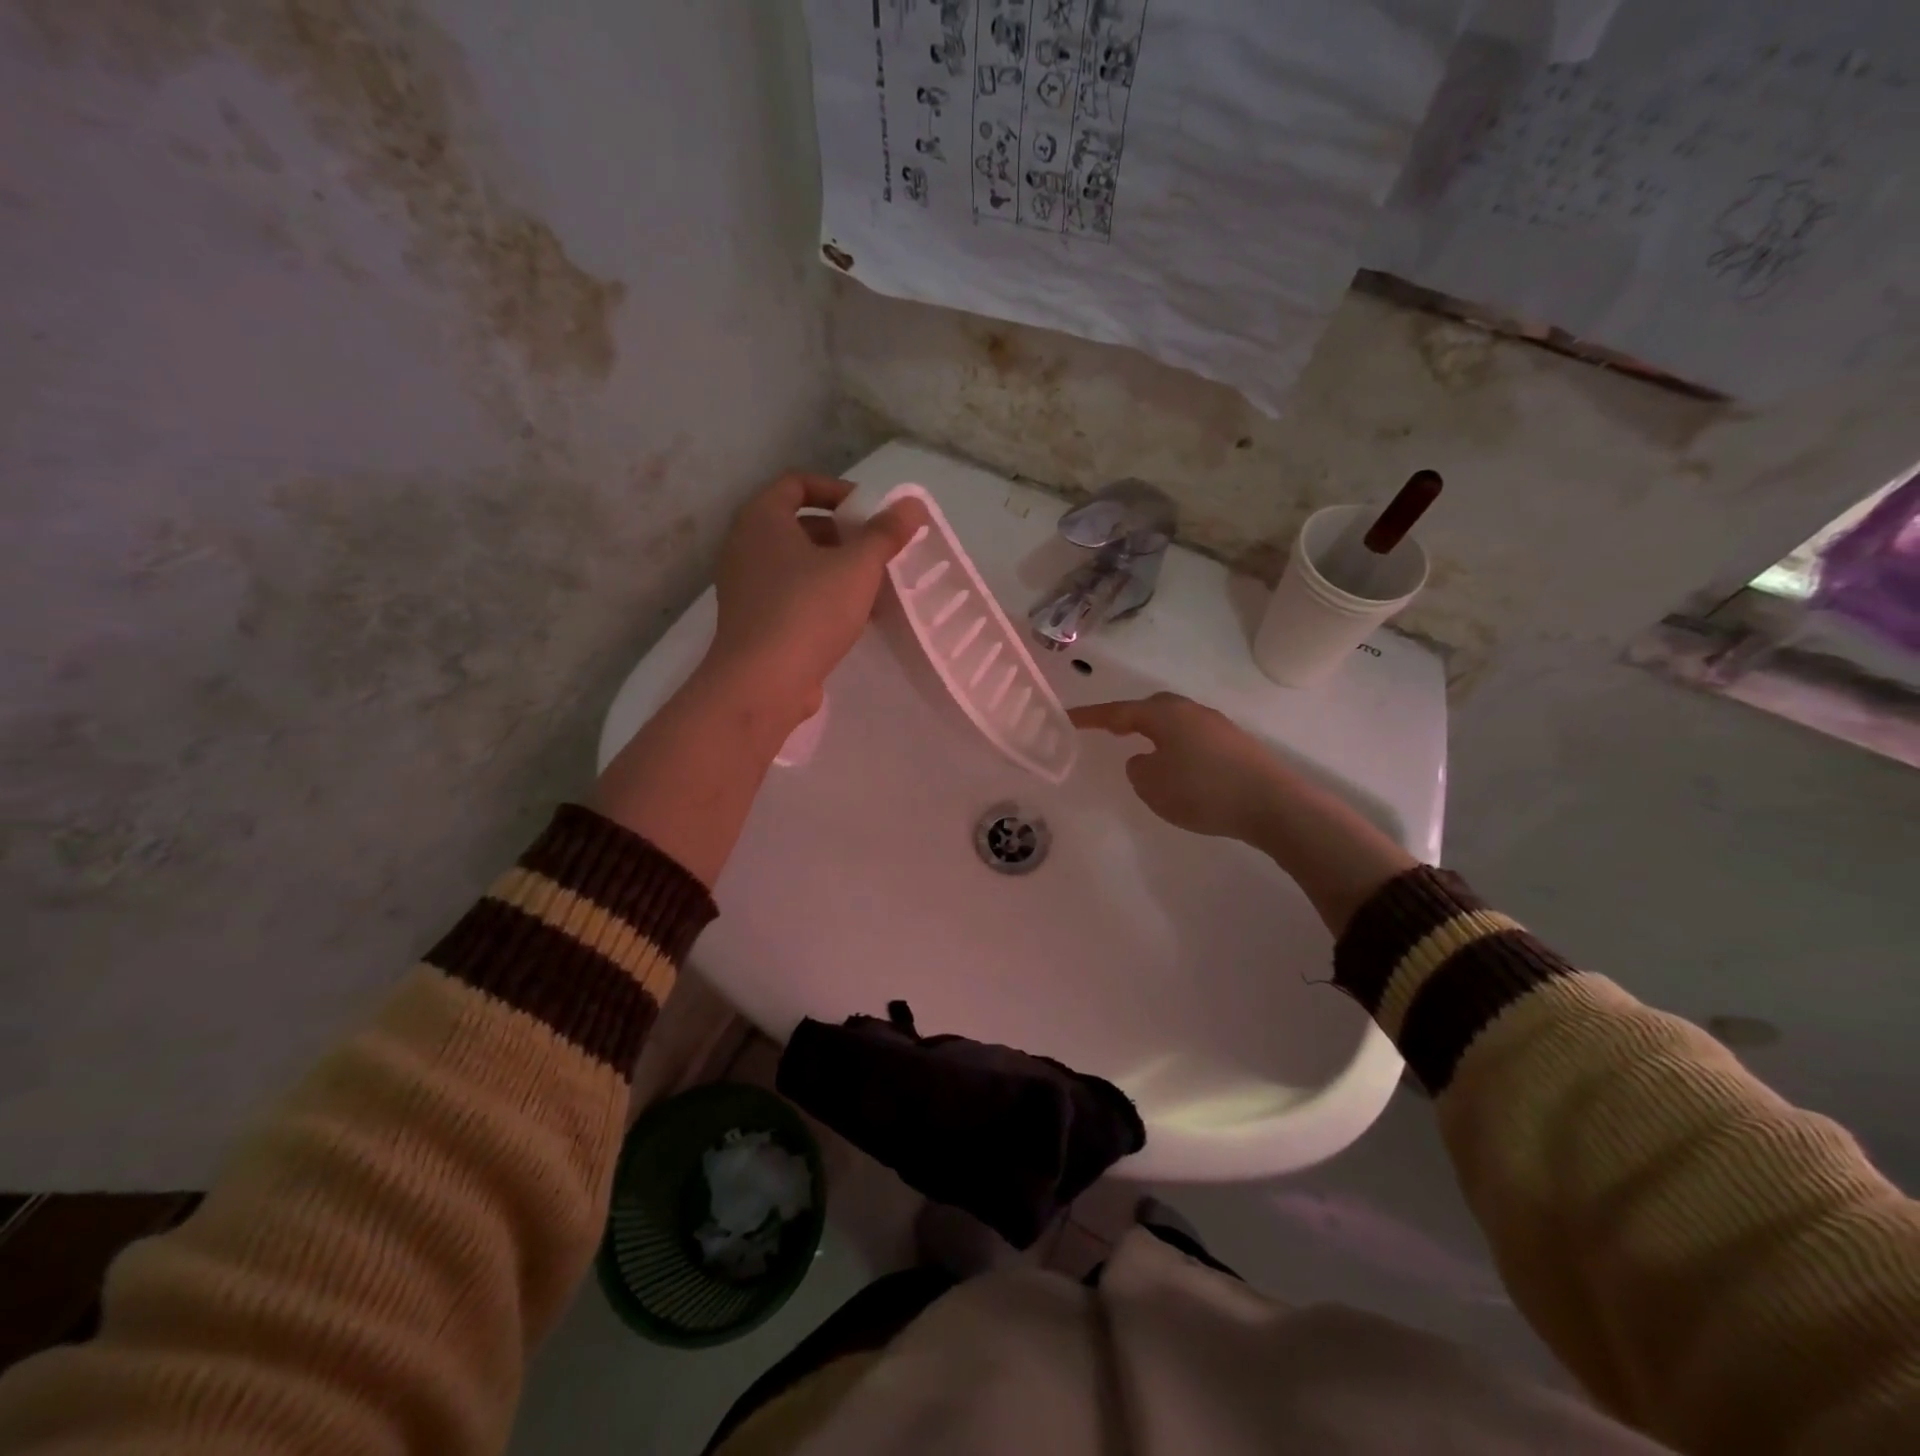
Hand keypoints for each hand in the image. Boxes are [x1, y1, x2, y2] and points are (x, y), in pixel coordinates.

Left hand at [706, 472, 928, 724]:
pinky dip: (821, 598)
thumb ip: (886, 533)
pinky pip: (792, 596)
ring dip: (835, 569)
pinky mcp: (755, 622)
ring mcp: (747, 587)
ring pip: (797, 565)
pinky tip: (855, 618)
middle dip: (842, 534)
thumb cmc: (808, 611)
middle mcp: (746, 547)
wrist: (763, 683)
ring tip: (873, 586)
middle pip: (798, 525)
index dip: (837, 491)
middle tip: (876, 550)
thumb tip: (912, 503)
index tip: (869, 512)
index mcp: (761, 519)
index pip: (797, 483)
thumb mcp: (858, 566)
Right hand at [1069, 693, 1291, 842]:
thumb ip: (1138, 769)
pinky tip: (1180, 769)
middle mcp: (1190, 711)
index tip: (1068, 717)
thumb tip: (1145, 759)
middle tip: (1109, 730)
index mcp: (1165, 714)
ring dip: (1155, 734)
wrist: (1272, 804)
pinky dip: (1177, 748)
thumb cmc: (1203, 790)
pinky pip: (1193, 739)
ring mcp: (1217, 726)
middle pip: (1151, 708)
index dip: (1090, 716)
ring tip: (1144, 753)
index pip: (1118, 712)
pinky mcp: (1235, 745)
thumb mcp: (1152, 785)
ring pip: (1175, 723)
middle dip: (1128, 718)